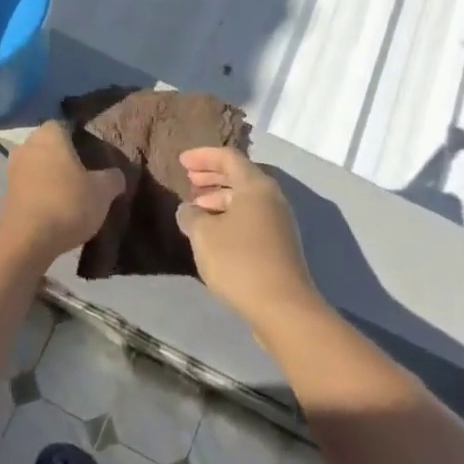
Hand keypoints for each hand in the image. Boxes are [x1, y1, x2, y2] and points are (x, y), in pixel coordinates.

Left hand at [0, 121, 127, 263]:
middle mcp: (27, 145)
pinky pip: (29, 184)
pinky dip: (41, 191)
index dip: (81, 137)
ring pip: (38, 165)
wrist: (27, 240)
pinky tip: (56, 206)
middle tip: (87, 172)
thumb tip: (117, 175)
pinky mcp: (7, 192)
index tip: (94, 153)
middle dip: (65, 156)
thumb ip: (113, 178)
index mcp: (50, 135)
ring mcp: (13, 169)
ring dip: (51, 175)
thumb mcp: (102, 191)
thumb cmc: (68, 203)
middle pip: (50, 145)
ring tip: (73, 192)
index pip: (66, 125)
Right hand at [178, 147, 324, 332]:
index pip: (228, 157)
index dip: (203, 156)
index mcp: (256, 186)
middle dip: (212, 175)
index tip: (181, 161)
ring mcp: (279, 222)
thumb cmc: (239, 261)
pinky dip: (230, 215)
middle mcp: (272, 198)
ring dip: (219, 197)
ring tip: (196, 207)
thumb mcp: (204, 235)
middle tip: (188, 179)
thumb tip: (188, 210)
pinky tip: (213, 232)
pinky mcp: (279, 244)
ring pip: (245, 199)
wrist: (283, 307)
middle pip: (239, 176)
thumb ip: (191, 216)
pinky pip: (251, 217)